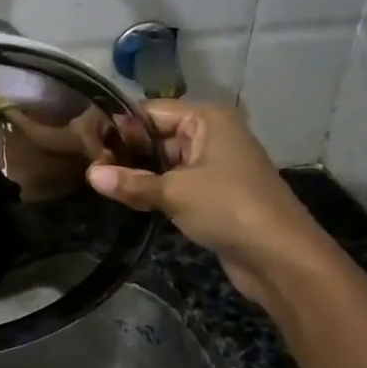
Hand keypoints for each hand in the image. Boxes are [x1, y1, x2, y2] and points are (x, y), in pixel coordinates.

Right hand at [86, 100, 336, 305]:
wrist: (280, 256)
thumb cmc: (228, 208)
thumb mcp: (174, 193)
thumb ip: (131, 183)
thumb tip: (90, 174)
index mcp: (206, 119)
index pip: (151, 111)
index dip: (119, 126)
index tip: (86, 142)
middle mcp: (211, 134)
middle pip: (157, 135)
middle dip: (126, 151)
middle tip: (87, 166)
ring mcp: (214, 164)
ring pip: (165, 161)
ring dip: (139, 173)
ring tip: (100, 183)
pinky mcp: (213, 192)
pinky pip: (175, 182)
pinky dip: (154, 189)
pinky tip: (128, 199)